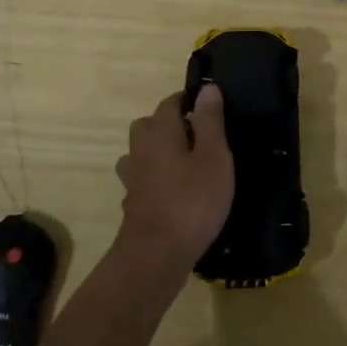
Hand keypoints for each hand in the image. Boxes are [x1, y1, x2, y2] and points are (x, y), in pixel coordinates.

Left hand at [116, 86, 234, 273]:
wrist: (155, 257)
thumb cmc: (192, 201)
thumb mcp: (213, 157)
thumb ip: (210, 121)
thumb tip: (207, 88)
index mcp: (160, 132)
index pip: (170, 103)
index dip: (189, 101)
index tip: (209, 107)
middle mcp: (140, 150)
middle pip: (148, 125)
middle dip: (169, 124)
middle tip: (198, 136)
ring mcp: (133, 179)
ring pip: (141, 154)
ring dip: (158, 153)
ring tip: (184, 164)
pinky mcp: (133, 205)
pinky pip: (142, 182)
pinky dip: (155, 181)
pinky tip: (171, 194)